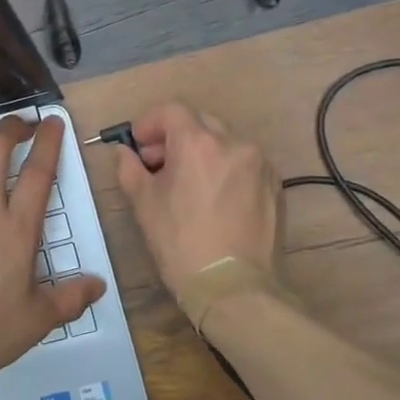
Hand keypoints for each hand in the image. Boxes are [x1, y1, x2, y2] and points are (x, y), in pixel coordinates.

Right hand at [116, 102, 283, 299]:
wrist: (234, 288)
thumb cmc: (180, 243)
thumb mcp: (143, 204)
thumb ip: (129, 168)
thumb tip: (125, 153)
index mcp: (198, 142)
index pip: (171, 110)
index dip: (149, 122)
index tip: (138, 144)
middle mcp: (233, 143)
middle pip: (199, 122)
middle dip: (175, 137)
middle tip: (157, 164)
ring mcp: (259, 164)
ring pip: (224, 143)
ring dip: (202, 153)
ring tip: (187, 184)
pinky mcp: (275, 186)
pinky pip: (244, 164)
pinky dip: (225, 170)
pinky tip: (214, 200)